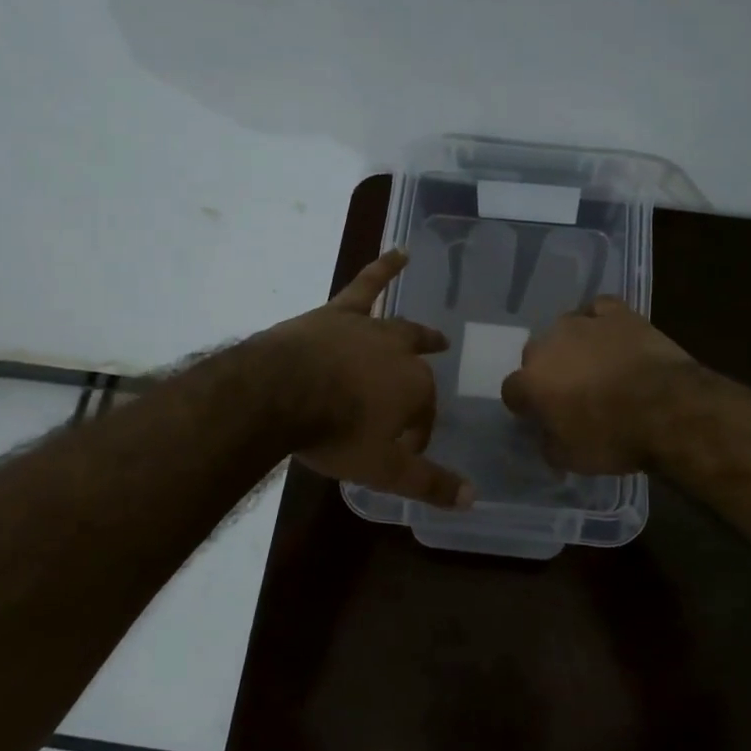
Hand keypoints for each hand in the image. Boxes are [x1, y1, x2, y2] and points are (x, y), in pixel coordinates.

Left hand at [264, 249, 473, 508]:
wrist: (279, 394)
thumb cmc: (334, 433)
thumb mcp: (383, 469)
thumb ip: (428, 483)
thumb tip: (472, 498)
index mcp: (415, 388)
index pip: (424, 414)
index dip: (416, 434)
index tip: (401, 451)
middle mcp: (400, 353)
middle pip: (417, 371)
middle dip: (421, 387)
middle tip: (420, 401)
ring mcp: (370, 329)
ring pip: (401, 329)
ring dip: (419, 335)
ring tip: (435, 337)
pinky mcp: (338, 313)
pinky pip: (366, 286)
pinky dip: (384, 268)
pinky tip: (399, 252)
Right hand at [501, 297, 697, 473]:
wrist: (668, 409)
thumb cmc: (614, 438)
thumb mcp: (570, 458)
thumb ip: (547, 441)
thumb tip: (546, 433)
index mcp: (531, 381)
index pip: (512, 391)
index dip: (526, 405)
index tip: (541, 417)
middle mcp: (549, 345)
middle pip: (536, 355)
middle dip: (547, 372)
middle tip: (570, 393)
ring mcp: (583, 323)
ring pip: (565, 329)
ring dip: (573, 346)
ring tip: (595, 365)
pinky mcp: (617, 313)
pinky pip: (599, 310)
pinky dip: (600, 321)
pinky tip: (610, 335)